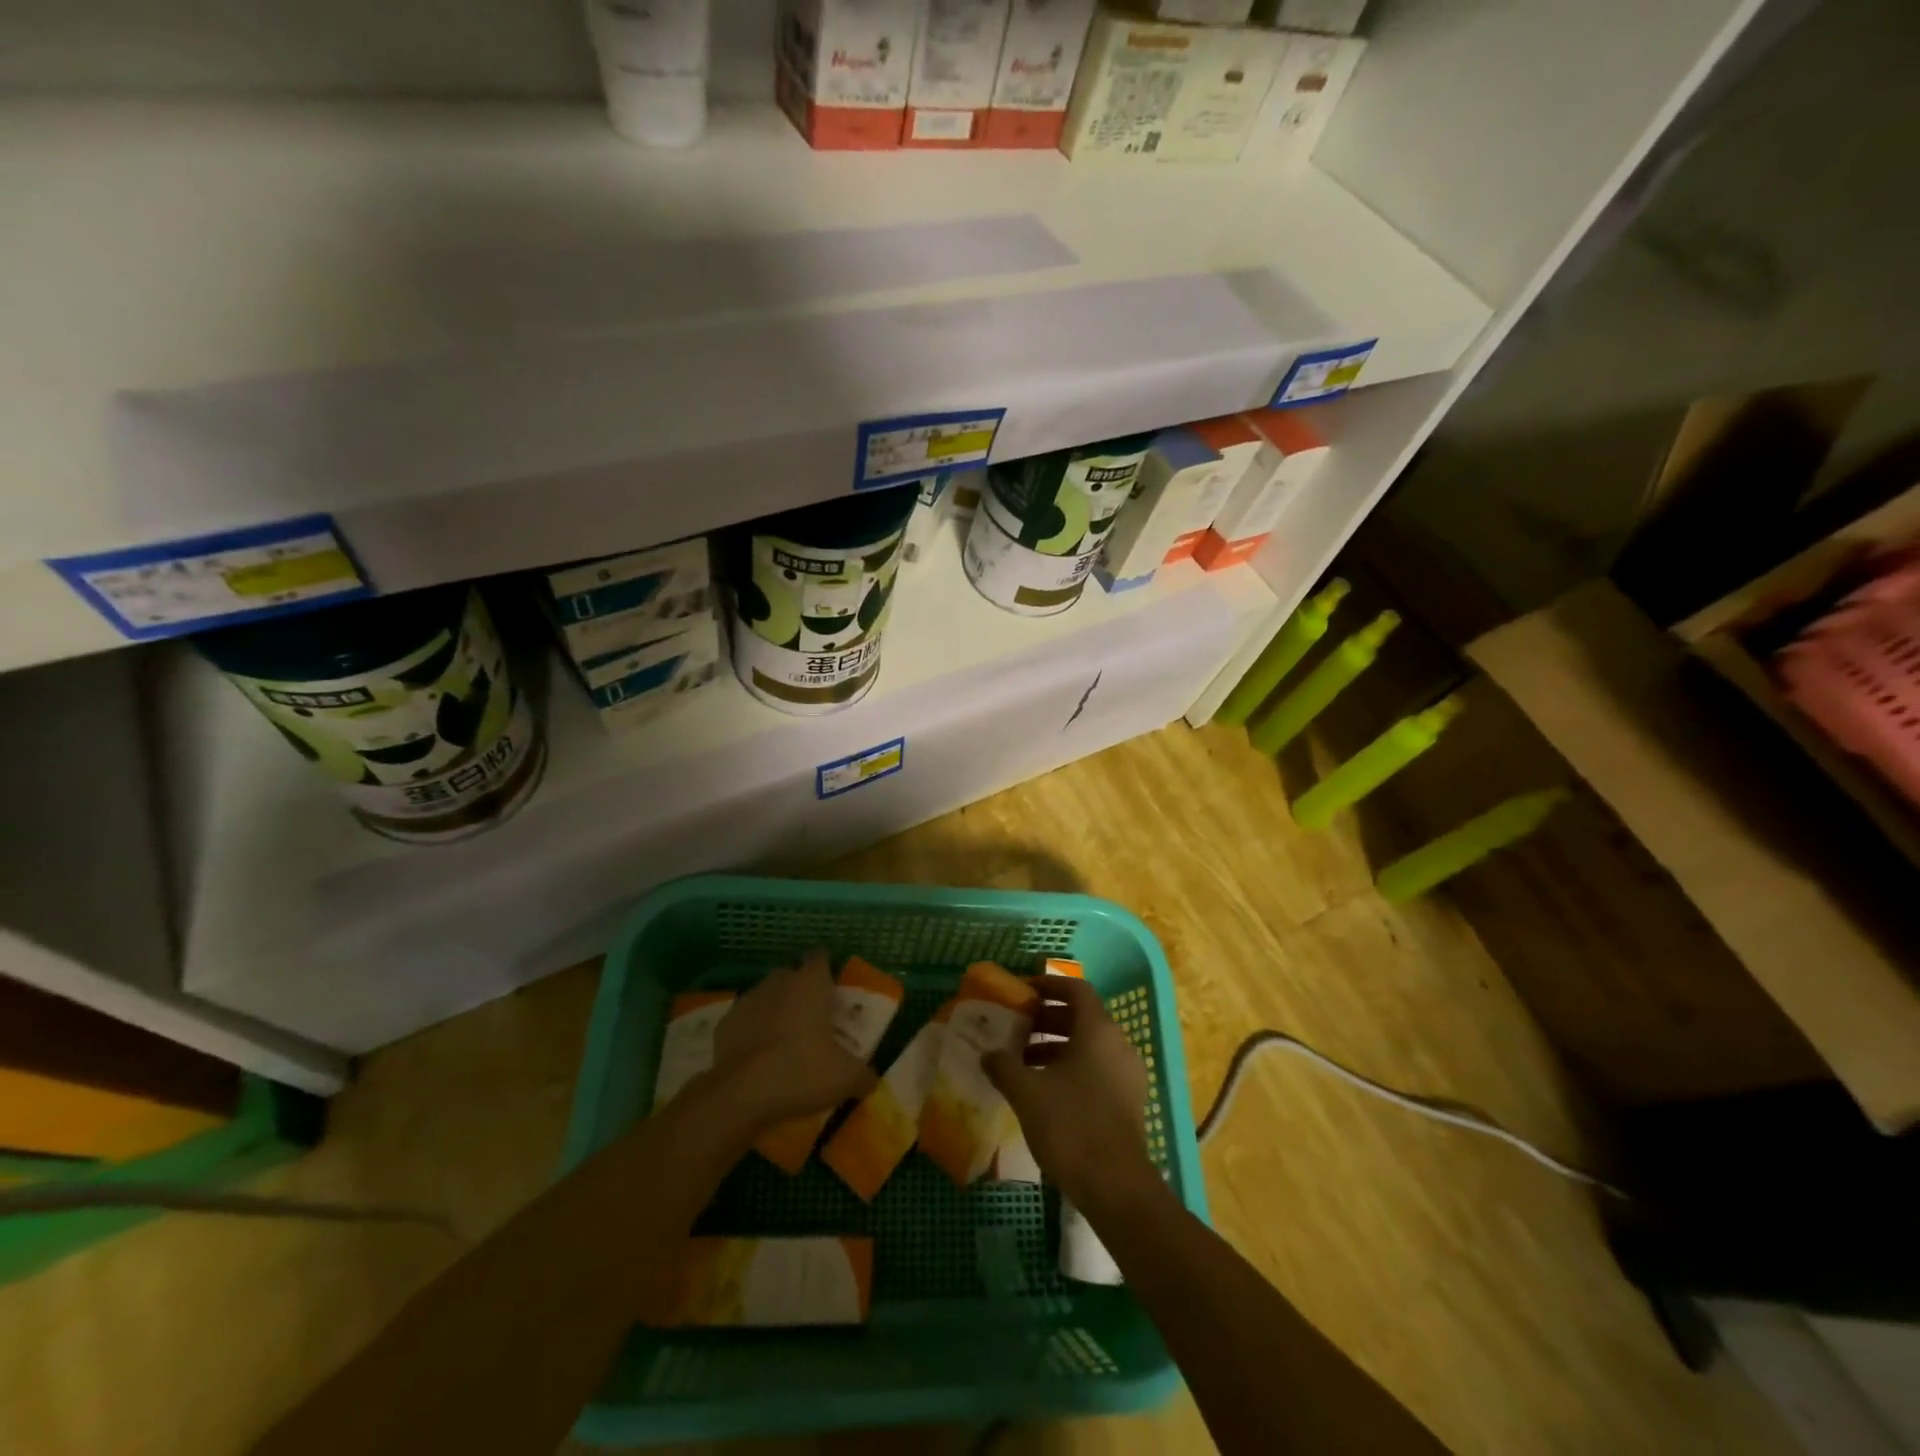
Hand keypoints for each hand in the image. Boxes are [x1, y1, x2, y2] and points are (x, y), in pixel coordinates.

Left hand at [707, 948, 877, 1132]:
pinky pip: (745, 1020)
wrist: (742, 1093)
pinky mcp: (725, 1023)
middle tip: (813, 1017)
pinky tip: (759, 1054)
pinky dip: (752, 1030)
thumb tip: (871, 1079)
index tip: (833, 988)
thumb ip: (863, 1074)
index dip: (827, 969)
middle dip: (801, 989)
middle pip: (792, 974)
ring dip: (775, 1008)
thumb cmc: (802, 1071)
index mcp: (811, 983)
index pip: (820, 957)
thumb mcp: (845, 1078)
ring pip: (766, 995)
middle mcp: (780, 981)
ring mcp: (749, 1000)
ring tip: (785, 1038)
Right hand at [984, 976, 1162, 1214]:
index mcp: (1098, 1030)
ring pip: (1088, 1045)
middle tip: (1016, 1027)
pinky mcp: (1127, 1101)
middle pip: (1081, 1017)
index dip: (1049, 984)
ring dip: (1055, 1047)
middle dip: (1046, 1019)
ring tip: (1022, 1062)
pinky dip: (1070, 1068)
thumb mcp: (1027, 1092)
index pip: (1076, 988)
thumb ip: (1004, 1066)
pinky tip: (1043, 1091)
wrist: (1115, 1186)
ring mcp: (1126, 1074)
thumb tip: (987, 1054)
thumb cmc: (1070, 1125)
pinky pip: (1096, 1069)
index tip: (1023, 991)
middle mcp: (1118, 1044)